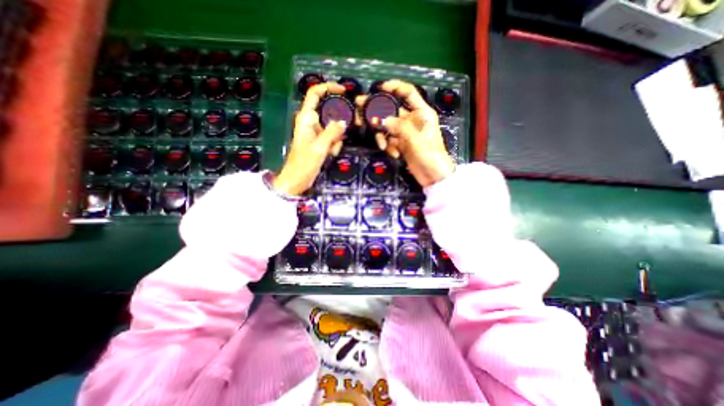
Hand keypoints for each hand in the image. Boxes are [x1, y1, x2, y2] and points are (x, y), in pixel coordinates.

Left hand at [274, 81, 347, 193]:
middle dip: (337, 125)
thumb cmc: (304, 163)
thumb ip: (332, 132)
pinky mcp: (318, 142)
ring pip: (332, 128)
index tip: (343, 91)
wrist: (296, 180)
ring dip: (335, 139)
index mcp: (306, 118)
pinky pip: (331, 138)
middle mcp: (310, 122)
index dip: (328, 88)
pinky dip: (333, 145)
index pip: (315, 93)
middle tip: (339, 138)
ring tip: (330, 151)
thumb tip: (343, 122)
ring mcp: (315, 132)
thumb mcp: (320, 147)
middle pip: (328, 113)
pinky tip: (330, 154)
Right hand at [355, 80, 450, 188]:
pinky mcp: (401, 144)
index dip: (395, 87)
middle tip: (361, 109)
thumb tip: (380, 119)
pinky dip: (389, 146)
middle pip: (392, 110)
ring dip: (383, 136)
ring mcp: (405, 132)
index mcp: (421, 113)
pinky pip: (389, 140)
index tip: (379, 88)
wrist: (433, 176)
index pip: (408, 93)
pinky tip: (394, 154)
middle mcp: (412, 120)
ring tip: (383, 146)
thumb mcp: (416, 139)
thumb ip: (399, 127)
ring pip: (387, 127)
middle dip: (378, 112)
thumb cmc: (430, 155)